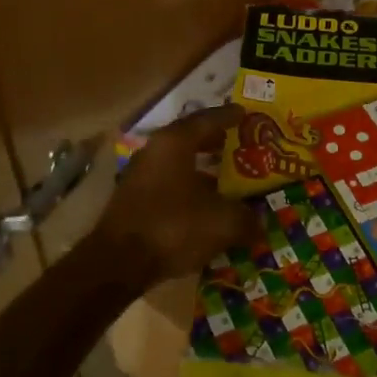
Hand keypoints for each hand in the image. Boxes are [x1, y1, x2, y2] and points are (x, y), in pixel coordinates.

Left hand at [94, 105, 254, 283]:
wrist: (119, 263)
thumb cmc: (173, 226)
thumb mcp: (222, 222)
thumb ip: (245, 218)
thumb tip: (258, 224)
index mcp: (175, 143)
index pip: (207, 119)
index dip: (229, 117)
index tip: (245, 113)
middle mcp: (154, 152)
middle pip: (190, 139)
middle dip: (215, 142)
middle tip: (238, 143)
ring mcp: (140, 176)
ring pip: (178, 164)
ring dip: (201, 170)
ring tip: (227, 178)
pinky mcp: (134, 201)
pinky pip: (169, 185)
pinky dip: (188, 190)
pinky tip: (205, 207)